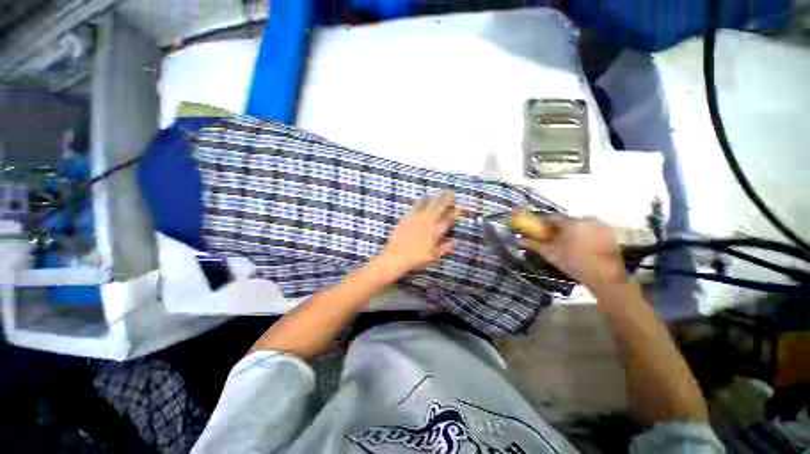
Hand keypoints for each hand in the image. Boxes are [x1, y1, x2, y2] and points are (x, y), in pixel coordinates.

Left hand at [379, 192, 456, 274]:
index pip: (448, 219)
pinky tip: (420, 199)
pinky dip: (419, 201)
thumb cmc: (417, 259)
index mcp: (436, 231)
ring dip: (433, 198)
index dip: (456, 211)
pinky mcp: (406, 218)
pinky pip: (414, 207)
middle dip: (446, 199)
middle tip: (450, 193)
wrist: (397, 256)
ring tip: (436, 194)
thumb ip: (444, 248)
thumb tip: (453, 242)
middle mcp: (427, 222)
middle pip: (439, 207)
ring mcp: (416, 218)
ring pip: (426, 204)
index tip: (460, 204)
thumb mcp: (434, 257)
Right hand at [519, 215, 627, 291]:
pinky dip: (586, 233)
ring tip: (570, 243)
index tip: (541, 228)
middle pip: (568, 220)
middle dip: (560, 227)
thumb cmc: (574, 264)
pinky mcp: (610, 232)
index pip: (553, 217)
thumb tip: (518, 240)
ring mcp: (600, 225)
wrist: (604, 277)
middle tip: (555, 238)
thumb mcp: (551, 254)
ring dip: (574, 230)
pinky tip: (584, 245)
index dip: (545, 222)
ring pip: (581, 224)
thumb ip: (534, 245)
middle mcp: (586, 220)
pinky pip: (593, 228)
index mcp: (571, 224)